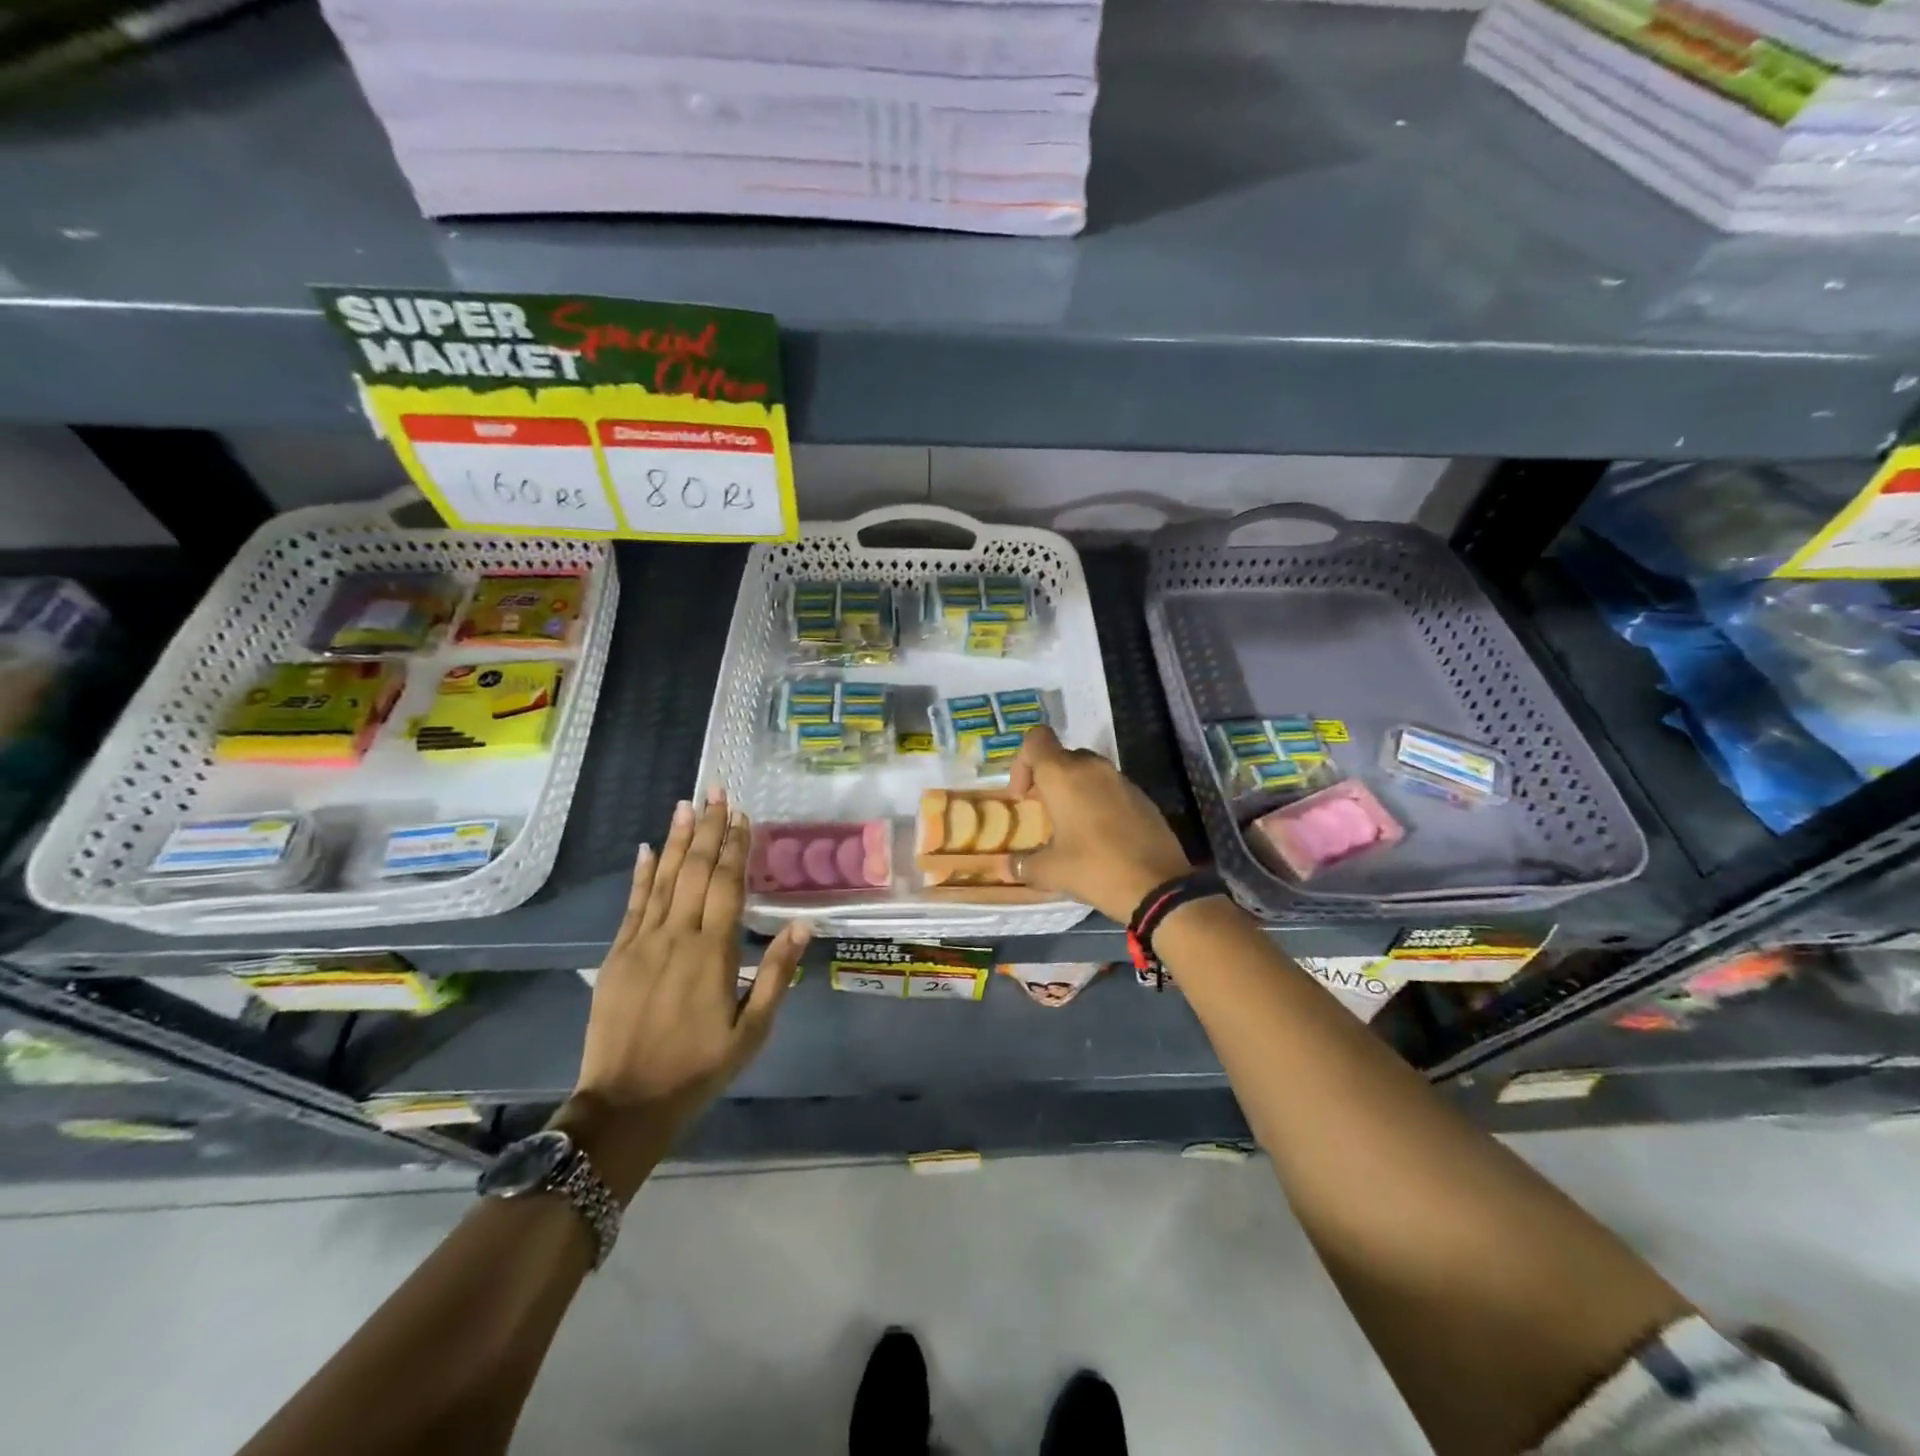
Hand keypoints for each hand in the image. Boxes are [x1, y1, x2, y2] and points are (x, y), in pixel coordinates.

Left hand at [561, 789, 808, 1196]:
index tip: (741, 814)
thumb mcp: (752, 1031)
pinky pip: (632, 905)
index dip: (735, 846)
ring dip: (676, 840)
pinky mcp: (616, 955)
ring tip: (686, 804)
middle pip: (695, 871)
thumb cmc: (699, 1068)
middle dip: (707, 828)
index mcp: (713, 953)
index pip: (727, 885)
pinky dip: (641, 874)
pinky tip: (647, 848)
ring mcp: (641, 943)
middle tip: (715, 790)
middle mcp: (676, 936)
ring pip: (663, 879)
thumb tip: (802, 925)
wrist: (626, 1104)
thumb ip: (776, 974)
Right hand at [1008, 726, 1191, 922]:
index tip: (1023, 796)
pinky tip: (1100, 836)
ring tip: (1071, 826)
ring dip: (1074, 790)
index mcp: (1063, 775)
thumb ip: (1024, 864)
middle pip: (1062, 756)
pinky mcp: (1142, 796)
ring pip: (1088, 771)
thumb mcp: (1051, 871)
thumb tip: (1009, 866)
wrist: (1159, 886)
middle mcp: (1092, 767)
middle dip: (1048, 780)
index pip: (1036, 739)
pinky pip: (1110, 788)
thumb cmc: (1094, 868)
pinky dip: (1098, 801)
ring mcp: (1121, 780)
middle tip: (1044, 813)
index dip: (1022, 761)